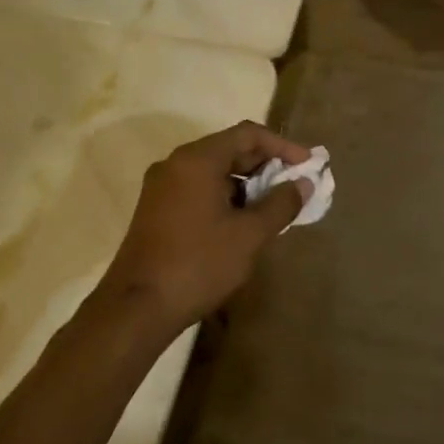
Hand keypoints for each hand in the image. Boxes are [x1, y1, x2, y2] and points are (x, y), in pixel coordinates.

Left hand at [97, 121, 311, 332]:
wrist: (136, 308)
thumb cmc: (198, 264)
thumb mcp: (249, 235)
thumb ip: (281, 204)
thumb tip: (303, 184)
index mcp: (197, 159)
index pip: (247, 134)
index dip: (282, 146)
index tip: (307, 165)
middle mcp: (176, 164)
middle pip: (229, 149)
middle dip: (265, 165)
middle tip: (294, 186)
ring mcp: (162, 187)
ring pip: (214, 171)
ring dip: (246, 183)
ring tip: (273, 207)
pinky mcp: (156, 209)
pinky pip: (199, 188)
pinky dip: (225, 196)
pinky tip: (242, 222)